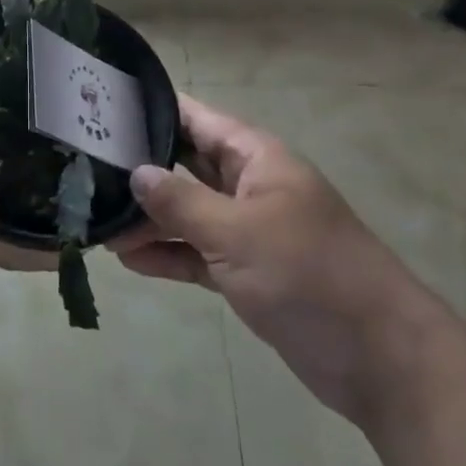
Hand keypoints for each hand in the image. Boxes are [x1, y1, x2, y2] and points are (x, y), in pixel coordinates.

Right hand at [113, 93, 442, 421]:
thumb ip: (181, 201)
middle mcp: (250, 185)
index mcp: (257, 158)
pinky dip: (170, 255)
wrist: (381, 358)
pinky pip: (199, 253)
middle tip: (85, 168)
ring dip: (150, 219)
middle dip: (142, 168)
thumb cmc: (309, 274)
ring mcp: (250, 230)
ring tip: (98, 223)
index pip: (196, 119)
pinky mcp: (250, 272)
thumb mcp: (238, 232)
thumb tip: (135, 172)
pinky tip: (129, 260)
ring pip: (189, 212)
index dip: (153, 110)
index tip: (104, 107)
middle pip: (187, 165)